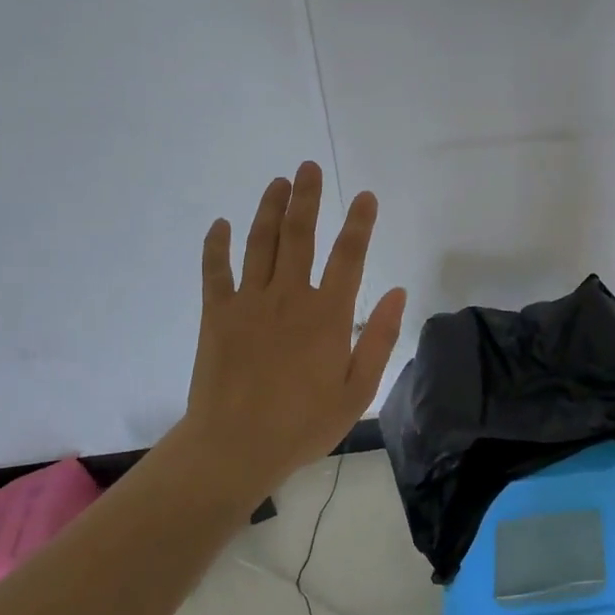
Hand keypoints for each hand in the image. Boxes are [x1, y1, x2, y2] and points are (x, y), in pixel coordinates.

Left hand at [179, 161, 406, 495]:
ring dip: (269, 209)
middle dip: (306, 198)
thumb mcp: (358, 389)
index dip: (360, 223)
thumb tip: (399, 292)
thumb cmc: (303, 424)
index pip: (349, 256)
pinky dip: (217, 245)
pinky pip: (215, 271)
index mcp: (328, 314)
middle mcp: (289, 297)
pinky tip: (221, 224)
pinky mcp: (217, 315)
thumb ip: (380, 338)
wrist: (234, 448)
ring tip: (278, 182)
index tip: (366, 197)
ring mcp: (249, 302)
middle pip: (300, 235)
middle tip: (309, 166)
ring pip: (260, 243)